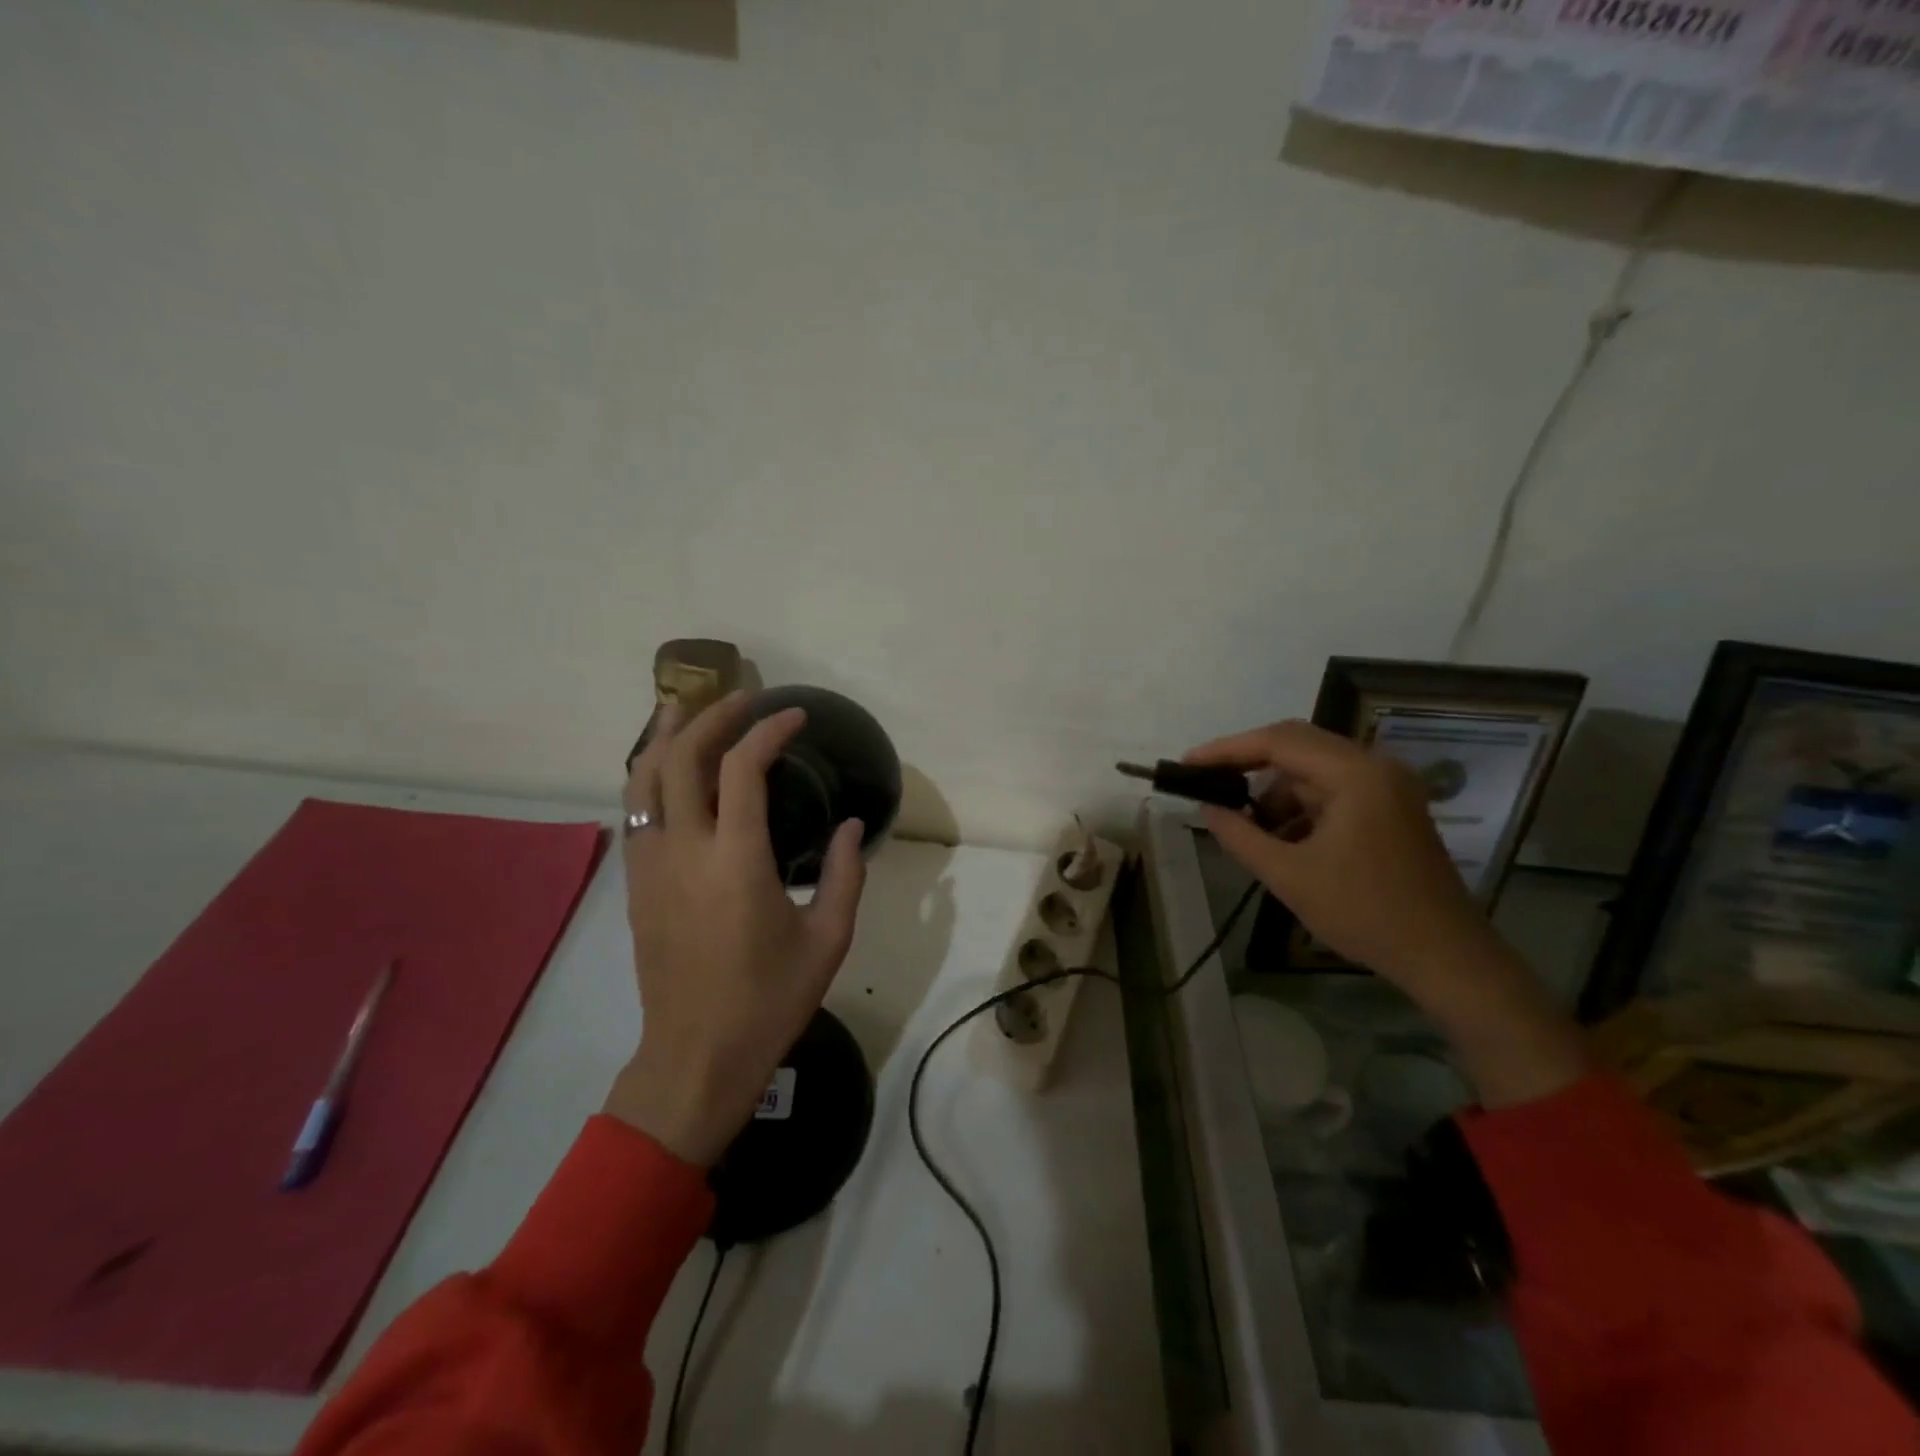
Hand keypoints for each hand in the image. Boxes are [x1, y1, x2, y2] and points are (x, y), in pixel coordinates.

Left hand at [604, 692, 867, 1165]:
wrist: (695, 1057)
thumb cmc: (769, 1000)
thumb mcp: (828, 939)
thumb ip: (844, 873)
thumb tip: (849, 824)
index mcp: (737, 861)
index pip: (743, 769)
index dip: (768, 731)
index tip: (793, 717)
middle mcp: (684, 851)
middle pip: (682, 758)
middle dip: (711, 716)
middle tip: (743, 699)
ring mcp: (650, 866)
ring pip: (643, 779)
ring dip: (665, 735)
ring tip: (684, 706)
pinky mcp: (635, 884)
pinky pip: (635, 810)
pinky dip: (650, 774)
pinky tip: (666, 766)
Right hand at [1185, 720, 1587, 1107]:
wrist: (1446, 957)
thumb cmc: (1364, 912)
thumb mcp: (1289, 875)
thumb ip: (1240, 836)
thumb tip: (1207, 808)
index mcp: (1355, 774)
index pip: (1278, 741)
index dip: (1227, 749)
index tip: (1189, 764)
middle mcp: (1375, 767)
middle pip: (1297, 746)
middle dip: (1248, 765)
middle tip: (1207, 783)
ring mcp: (1388, 787)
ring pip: (1314, 771)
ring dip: (1276, 793)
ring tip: (1247, 828)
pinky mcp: (1391, 808)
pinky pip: (1333, 791)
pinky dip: (1301, 808)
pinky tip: (1281, 840)